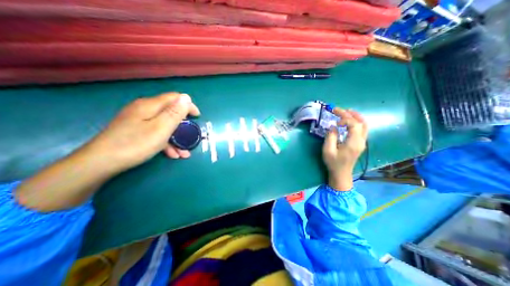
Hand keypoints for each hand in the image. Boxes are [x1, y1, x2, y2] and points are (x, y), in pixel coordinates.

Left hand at [83, 92, 199, 173]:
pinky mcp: (135, 131)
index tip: (198, 117)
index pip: (175, 98)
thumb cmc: (135, 144)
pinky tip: (172, 154)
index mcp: (150, 105)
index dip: (188, 106)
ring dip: (176, 137)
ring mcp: (139, 120)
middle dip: (183, 125)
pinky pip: (156, 133)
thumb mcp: (161, 128)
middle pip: (170, 112)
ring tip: (184, 152)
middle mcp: (144, 109)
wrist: (100, 163)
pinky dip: (166, 142)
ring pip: (164, 125)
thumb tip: (186, 97)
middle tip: (190, 136)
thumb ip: (175, 112)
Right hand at [322, 108, 366, 190]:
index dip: (345, 118)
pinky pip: (361, 129)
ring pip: (364, 125)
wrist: (341, 174)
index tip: (335, 120)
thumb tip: (333, 126)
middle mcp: (361, 141)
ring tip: (345, 112)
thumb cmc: (333, 163)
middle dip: (351, 114)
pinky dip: (356, 122)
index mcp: (353, 142)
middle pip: (362, 122)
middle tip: (339, 109)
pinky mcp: (360, 143)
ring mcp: (362, 142)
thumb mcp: (328, 150)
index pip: (354, 124)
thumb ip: (330, 136)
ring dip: (356, 117)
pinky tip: (348, 121)